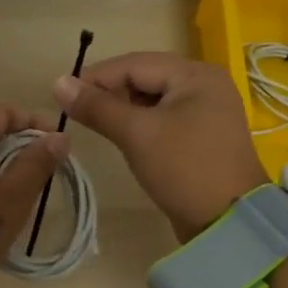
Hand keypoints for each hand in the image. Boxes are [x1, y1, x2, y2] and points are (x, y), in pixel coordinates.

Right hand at [54, 52, 267, 241]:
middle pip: (145, 77)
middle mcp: (204, 84)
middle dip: (109, 92)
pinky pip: (163, 118)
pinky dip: (140, 123)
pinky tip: (122, 136)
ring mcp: (206, 110)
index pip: (134, 64)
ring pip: (152, 99)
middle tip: (78, 112)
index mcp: (195, 74)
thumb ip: (97, 106)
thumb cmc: (184, 169)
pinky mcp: (202, 135)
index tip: (62, 95)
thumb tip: (58, 82)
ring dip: (123, 109)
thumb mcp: (136, 134)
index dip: (96, 76)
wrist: (230, 224)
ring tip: (95, 124)